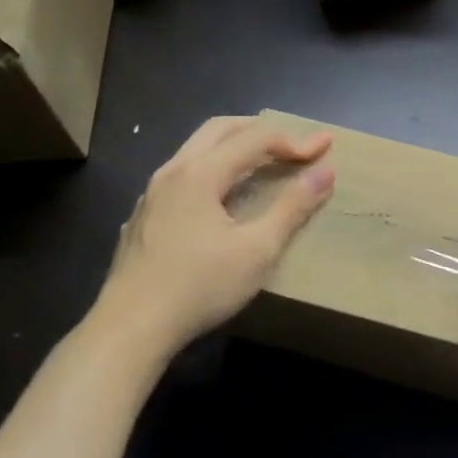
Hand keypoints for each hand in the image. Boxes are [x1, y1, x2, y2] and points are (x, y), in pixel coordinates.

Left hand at [94, 117, 334, 350]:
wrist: (131, 328)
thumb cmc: (200, 286)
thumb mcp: (258, 250)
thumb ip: (292, 207)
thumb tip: (325, 172)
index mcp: (200, 173)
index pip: (255, 139)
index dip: (295, 140)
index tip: (326, 147)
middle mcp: (172, 172)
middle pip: (220, 129)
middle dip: (260, 130)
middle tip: (293, 143)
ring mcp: (152, 194)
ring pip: (197, 150)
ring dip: (234, 147)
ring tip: (262, 164)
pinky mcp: (144, 217)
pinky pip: (183, 175)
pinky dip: (213, 170)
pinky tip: (222, 199)